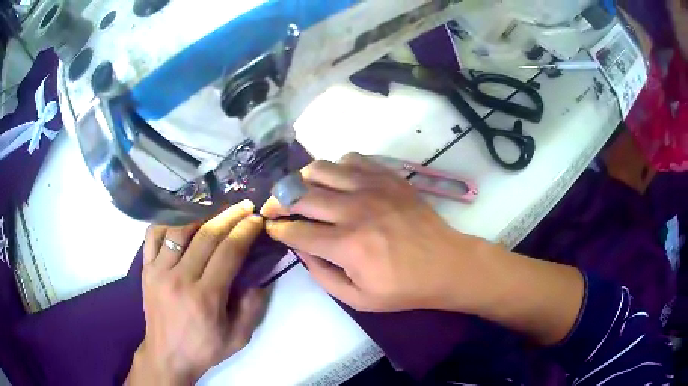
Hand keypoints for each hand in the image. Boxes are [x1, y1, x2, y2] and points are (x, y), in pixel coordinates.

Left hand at [127, 201, 266, 384]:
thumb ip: (252, 308)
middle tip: (245, 207)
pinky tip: (180, 230)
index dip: (244, 231)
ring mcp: (159, 271)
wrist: (167, 355)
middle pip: (207, 236)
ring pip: (180, 231)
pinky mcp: (146, 270)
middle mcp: (180, 278)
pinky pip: (153, 236)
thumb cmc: (204, 349)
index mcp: (206, 297)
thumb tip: (257, 279)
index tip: (256, 219)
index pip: (228, 253)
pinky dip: (168, 226)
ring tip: (216, 219)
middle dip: (230, 217)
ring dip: (202, 220)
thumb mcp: (238, 338)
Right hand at [261, 153, 491, 312]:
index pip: (296, 231)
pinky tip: (338, 181)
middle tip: (274, 207)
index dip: (277, 229)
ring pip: (321, 168)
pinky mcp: (387, 177)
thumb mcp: (358, 299)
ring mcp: (372, 188)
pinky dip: (336, 167)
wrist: (446, 264)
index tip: (271, 228)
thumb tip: (300, 248)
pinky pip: (351, 159)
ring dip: (303, 179)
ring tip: (302, 190)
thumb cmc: (403, 288)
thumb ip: (322, 275)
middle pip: (300, 194)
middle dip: (278, 201)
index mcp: (347, 246)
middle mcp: (355, 210)